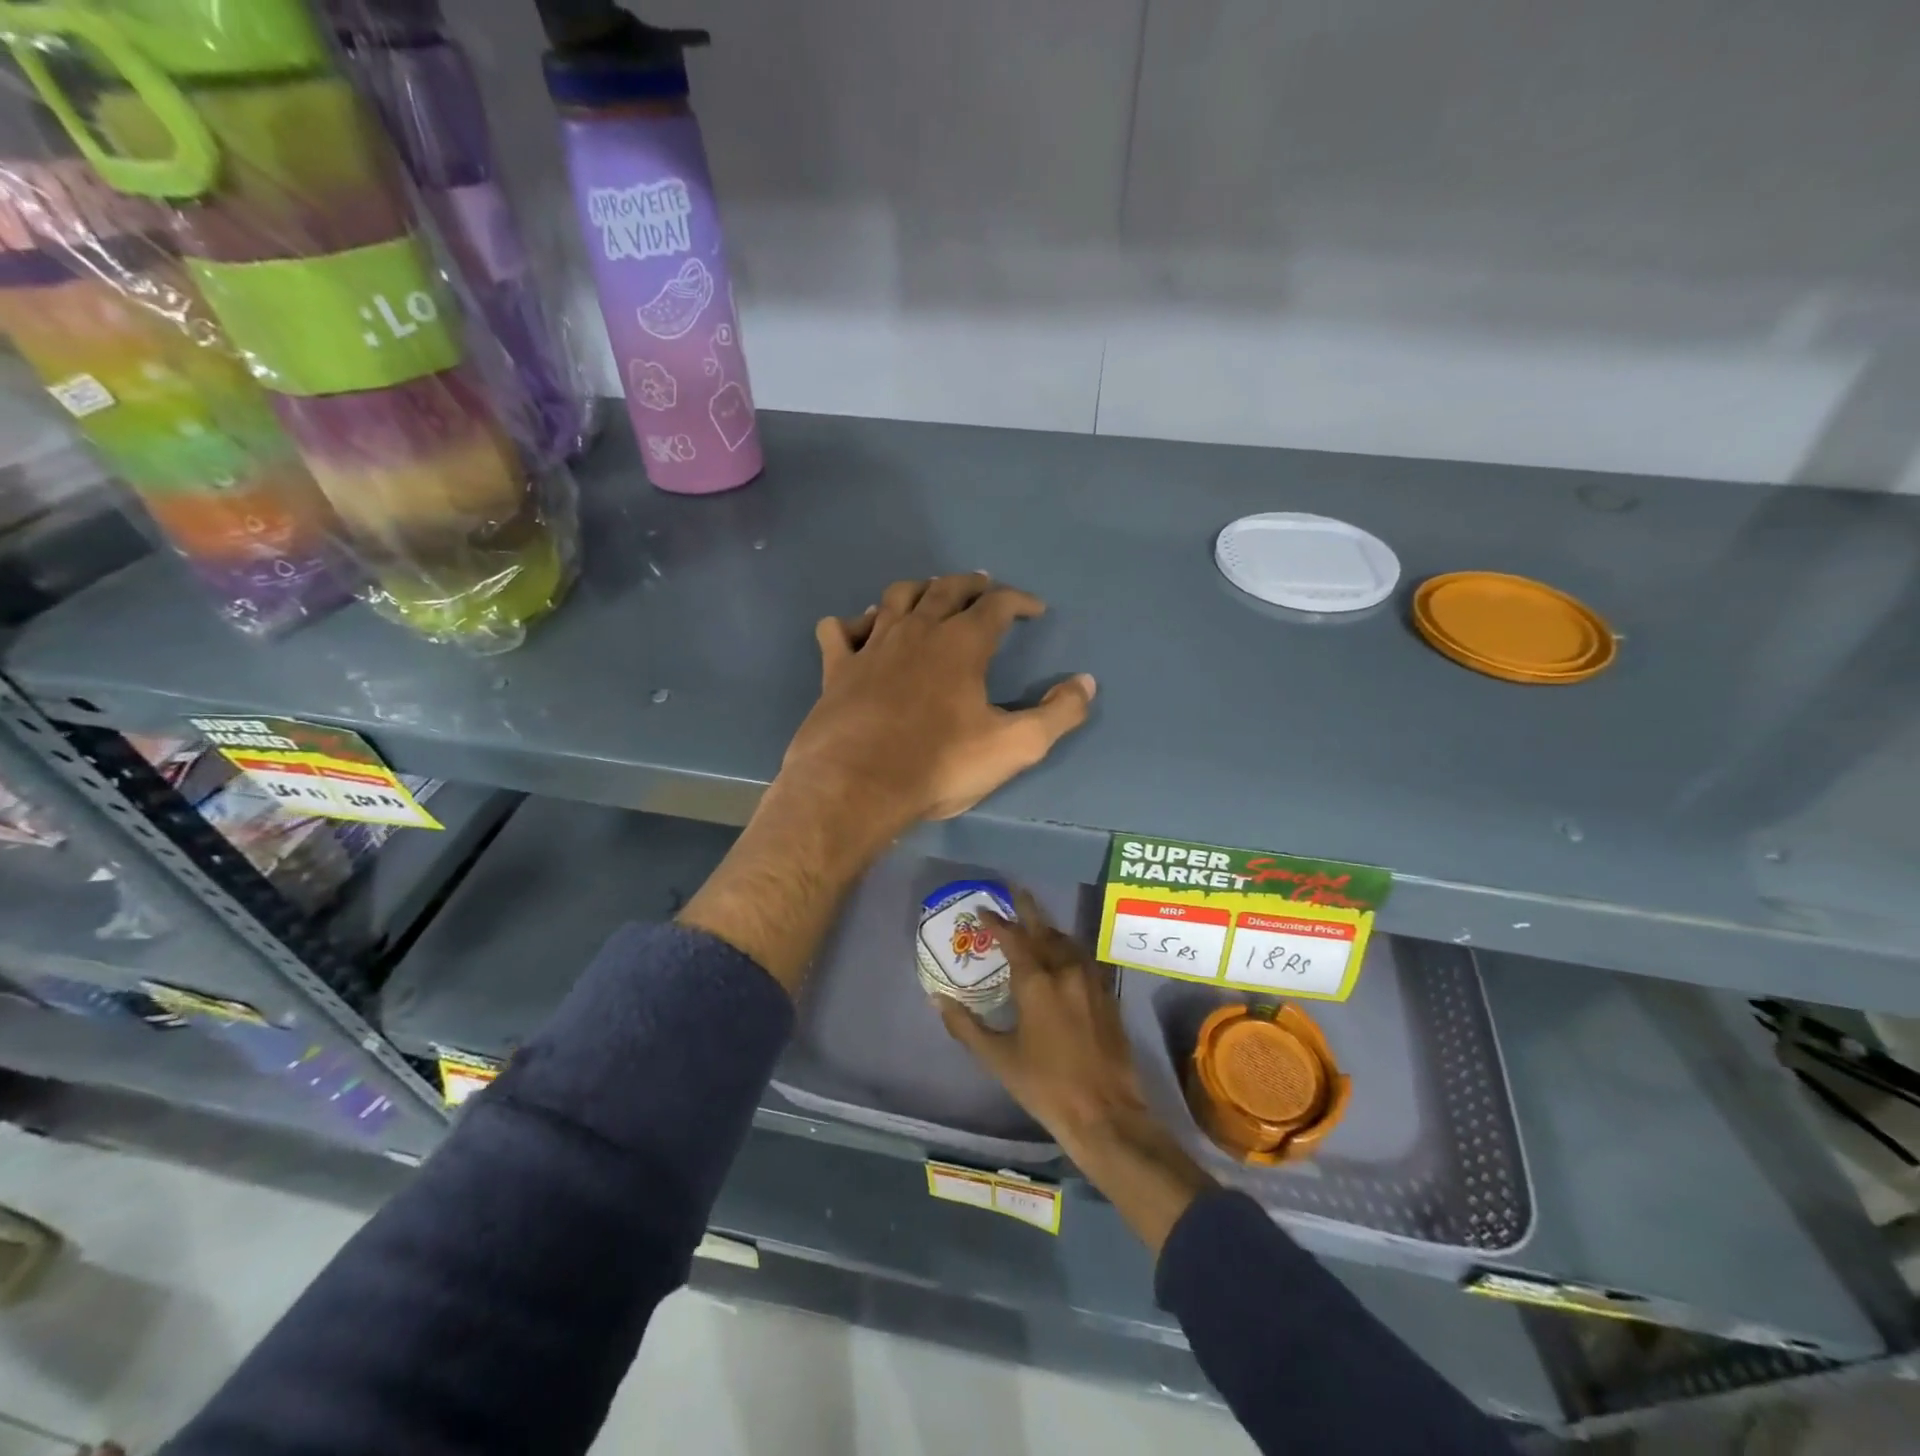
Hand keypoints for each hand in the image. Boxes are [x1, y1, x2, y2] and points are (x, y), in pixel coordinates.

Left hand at [682, 574, 1091, 997]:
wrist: (856, 785)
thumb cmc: (939, 765)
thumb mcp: (1015, 747)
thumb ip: (1058, 714)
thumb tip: (1086, 682)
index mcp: (962, 644)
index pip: (997, 605)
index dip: (1020, 600)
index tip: (1034, 609)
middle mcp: (917, 631)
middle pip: (946, 589)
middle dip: (970, 584)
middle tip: (983, 586)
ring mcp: (872, 645)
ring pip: (896, 598)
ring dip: (918, 590)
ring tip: (929, 594)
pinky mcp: (837, 667)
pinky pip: (839, 629)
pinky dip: (853, 622)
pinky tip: (859, 629)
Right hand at [938, 892, 1216, 1253]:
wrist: (1104, 1111)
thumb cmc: (1044, 1085)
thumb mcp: (998, 1058)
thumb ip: (965, 1026)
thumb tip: (937, 999)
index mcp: (1036, 982)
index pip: (1013, 938)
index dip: (996, 922)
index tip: (983, 909)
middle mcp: (1065, 971)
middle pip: (1044, 929)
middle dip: (1027, 909)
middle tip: (1015, 891)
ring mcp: (1091, 981)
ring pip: (1067, 942)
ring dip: (1049, 930)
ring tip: (1035, 925)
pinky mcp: (1107, 995)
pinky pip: (1083, 959)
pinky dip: (1067, 949)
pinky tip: (1062, 957)